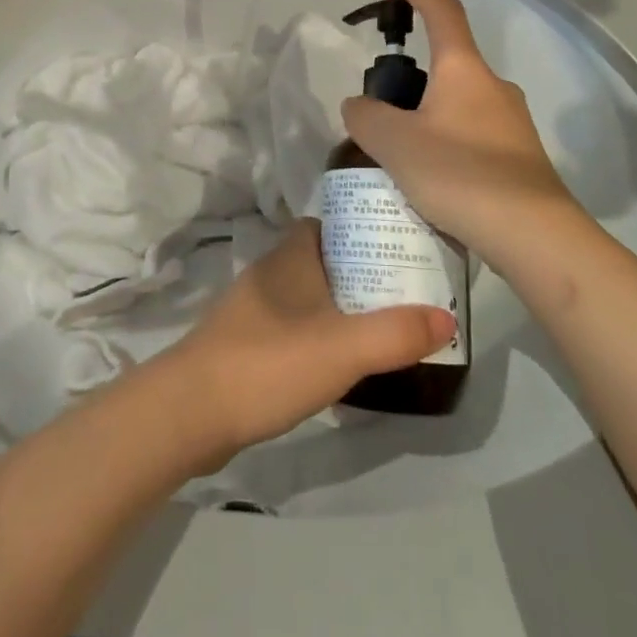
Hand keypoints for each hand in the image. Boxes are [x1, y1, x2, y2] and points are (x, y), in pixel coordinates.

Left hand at [159, 220, 452, 460]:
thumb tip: (448, 316)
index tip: (398, 246)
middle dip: (358, 270)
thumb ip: (395, 333)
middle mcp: (270, 272)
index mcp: (290, 256)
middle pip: (321, 258)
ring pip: (306, 294)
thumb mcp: (342, 348)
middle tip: (402, 291)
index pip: (328, 223)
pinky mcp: (242, 344)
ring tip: (379, 325)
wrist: (188, 412)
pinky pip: (290, 326)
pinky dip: (315, 334)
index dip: (361, 229)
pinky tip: (335, 361)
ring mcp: (251, 309)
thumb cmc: (267, 363)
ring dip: (337, 305)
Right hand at [340, 0, 584, 271]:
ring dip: (430, 118)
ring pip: (460, 104)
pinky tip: (435, 183)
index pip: (442, 10)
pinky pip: (475, 136)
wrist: (535, 235)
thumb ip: (366, 117)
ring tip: (403, 159)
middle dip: (413, 80)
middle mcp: (492, 85)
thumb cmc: (460, 174)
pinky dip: (449, 146)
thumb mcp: (394, 144)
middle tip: (382, 116)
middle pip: (448, 64)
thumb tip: (360, 106)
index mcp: (463, 69)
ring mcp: (513, 121)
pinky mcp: (522, 155)